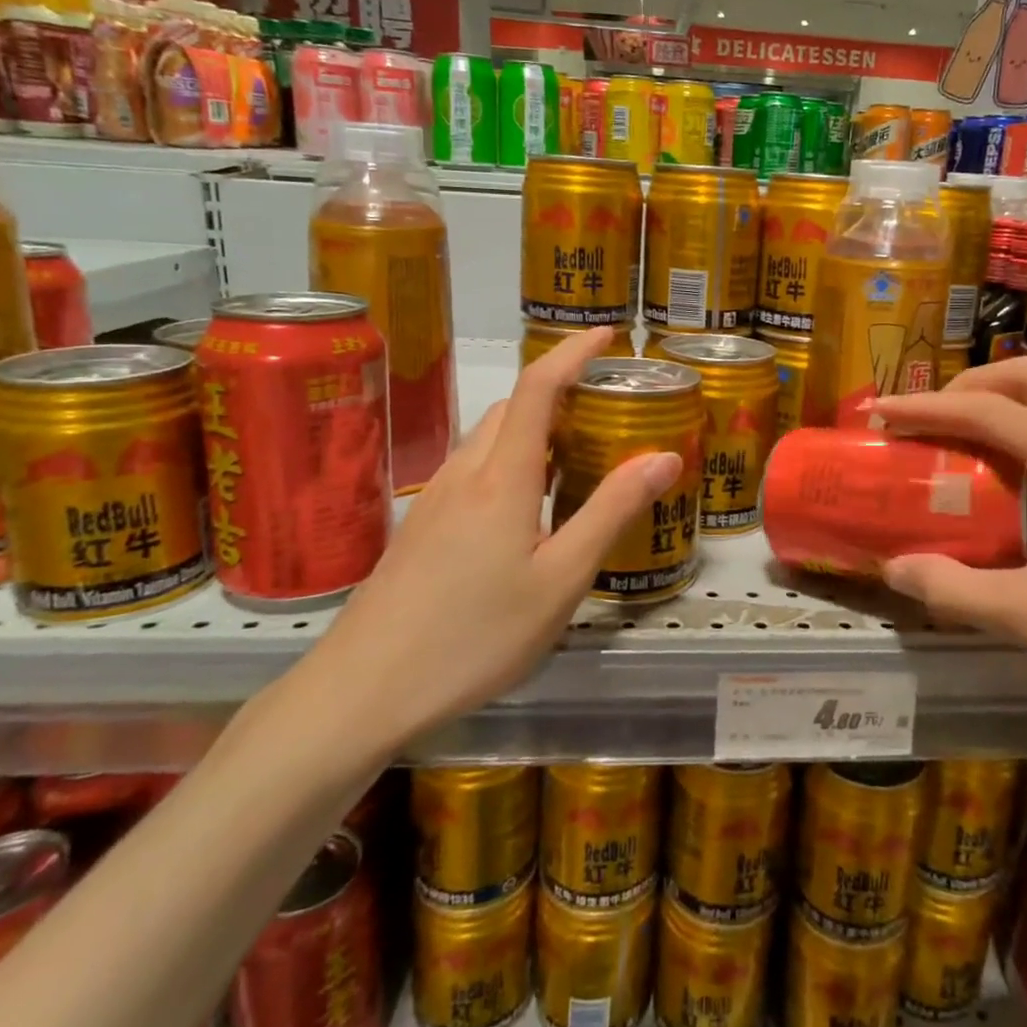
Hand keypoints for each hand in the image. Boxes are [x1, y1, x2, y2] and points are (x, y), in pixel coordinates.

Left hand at [295, 328, 679, 766]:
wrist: (362, 691)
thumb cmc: (474, 636)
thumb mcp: (561, 580)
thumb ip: (612, 512)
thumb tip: (664, 456)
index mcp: (503, 477)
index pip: (538, 387)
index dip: (572, 352)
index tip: (606, 336)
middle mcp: (465, 474)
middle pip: (513, 409)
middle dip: (559, 395)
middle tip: (606, 417)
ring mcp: (435, 500)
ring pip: (490, 441)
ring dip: (535, 432)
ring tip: (577, 462)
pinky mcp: (421, 528)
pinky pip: (474, 473)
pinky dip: (511, 465)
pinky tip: (528, 513)